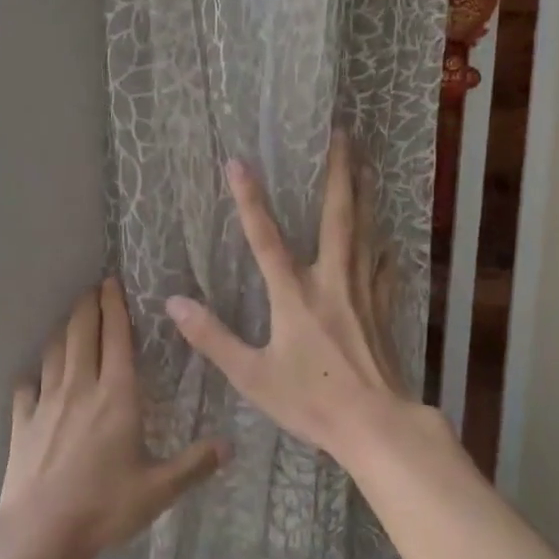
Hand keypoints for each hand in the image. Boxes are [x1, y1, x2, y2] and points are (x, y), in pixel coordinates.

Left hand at [0, 278, 228, 558]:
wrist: (39, 532)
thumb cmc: (104, 506)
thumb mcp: (158, 489)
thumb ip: (194, 464)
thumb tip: (230, 445)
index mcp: (116, 394)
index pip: (115, 336)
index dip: (114, 305)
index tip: (112, 280)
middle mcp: (80, 386)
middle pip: (81, 331)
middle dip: (87, 305)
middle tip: (93, 288)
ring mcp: (46, 401)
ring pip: (54, 351)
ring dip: (63, 331)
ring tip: (70, 322)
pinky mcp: (21, 421)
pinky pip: (28, 387)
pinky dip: (35, 375)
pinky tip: (38, 379)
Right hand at [165, 131, 411, 463]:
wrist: (376, 425)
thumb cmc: (311, 401)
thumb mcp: (252, 375)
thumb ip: (212, 338)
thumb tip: (173, 304)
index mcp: (295, 295)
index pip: (266, 238)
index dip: (250, 199)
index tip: (238, 162)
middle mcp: (332, 281)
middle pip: (337, 216)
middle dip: (339, 172)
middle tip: (343, 133)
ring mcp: (363, 291)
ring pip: (366, 231)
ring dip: (365, 194)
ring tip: (367, 164)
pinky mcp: (383, 307)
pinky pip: (383, 263)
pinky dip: (382, 241)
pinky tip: (386, 233)